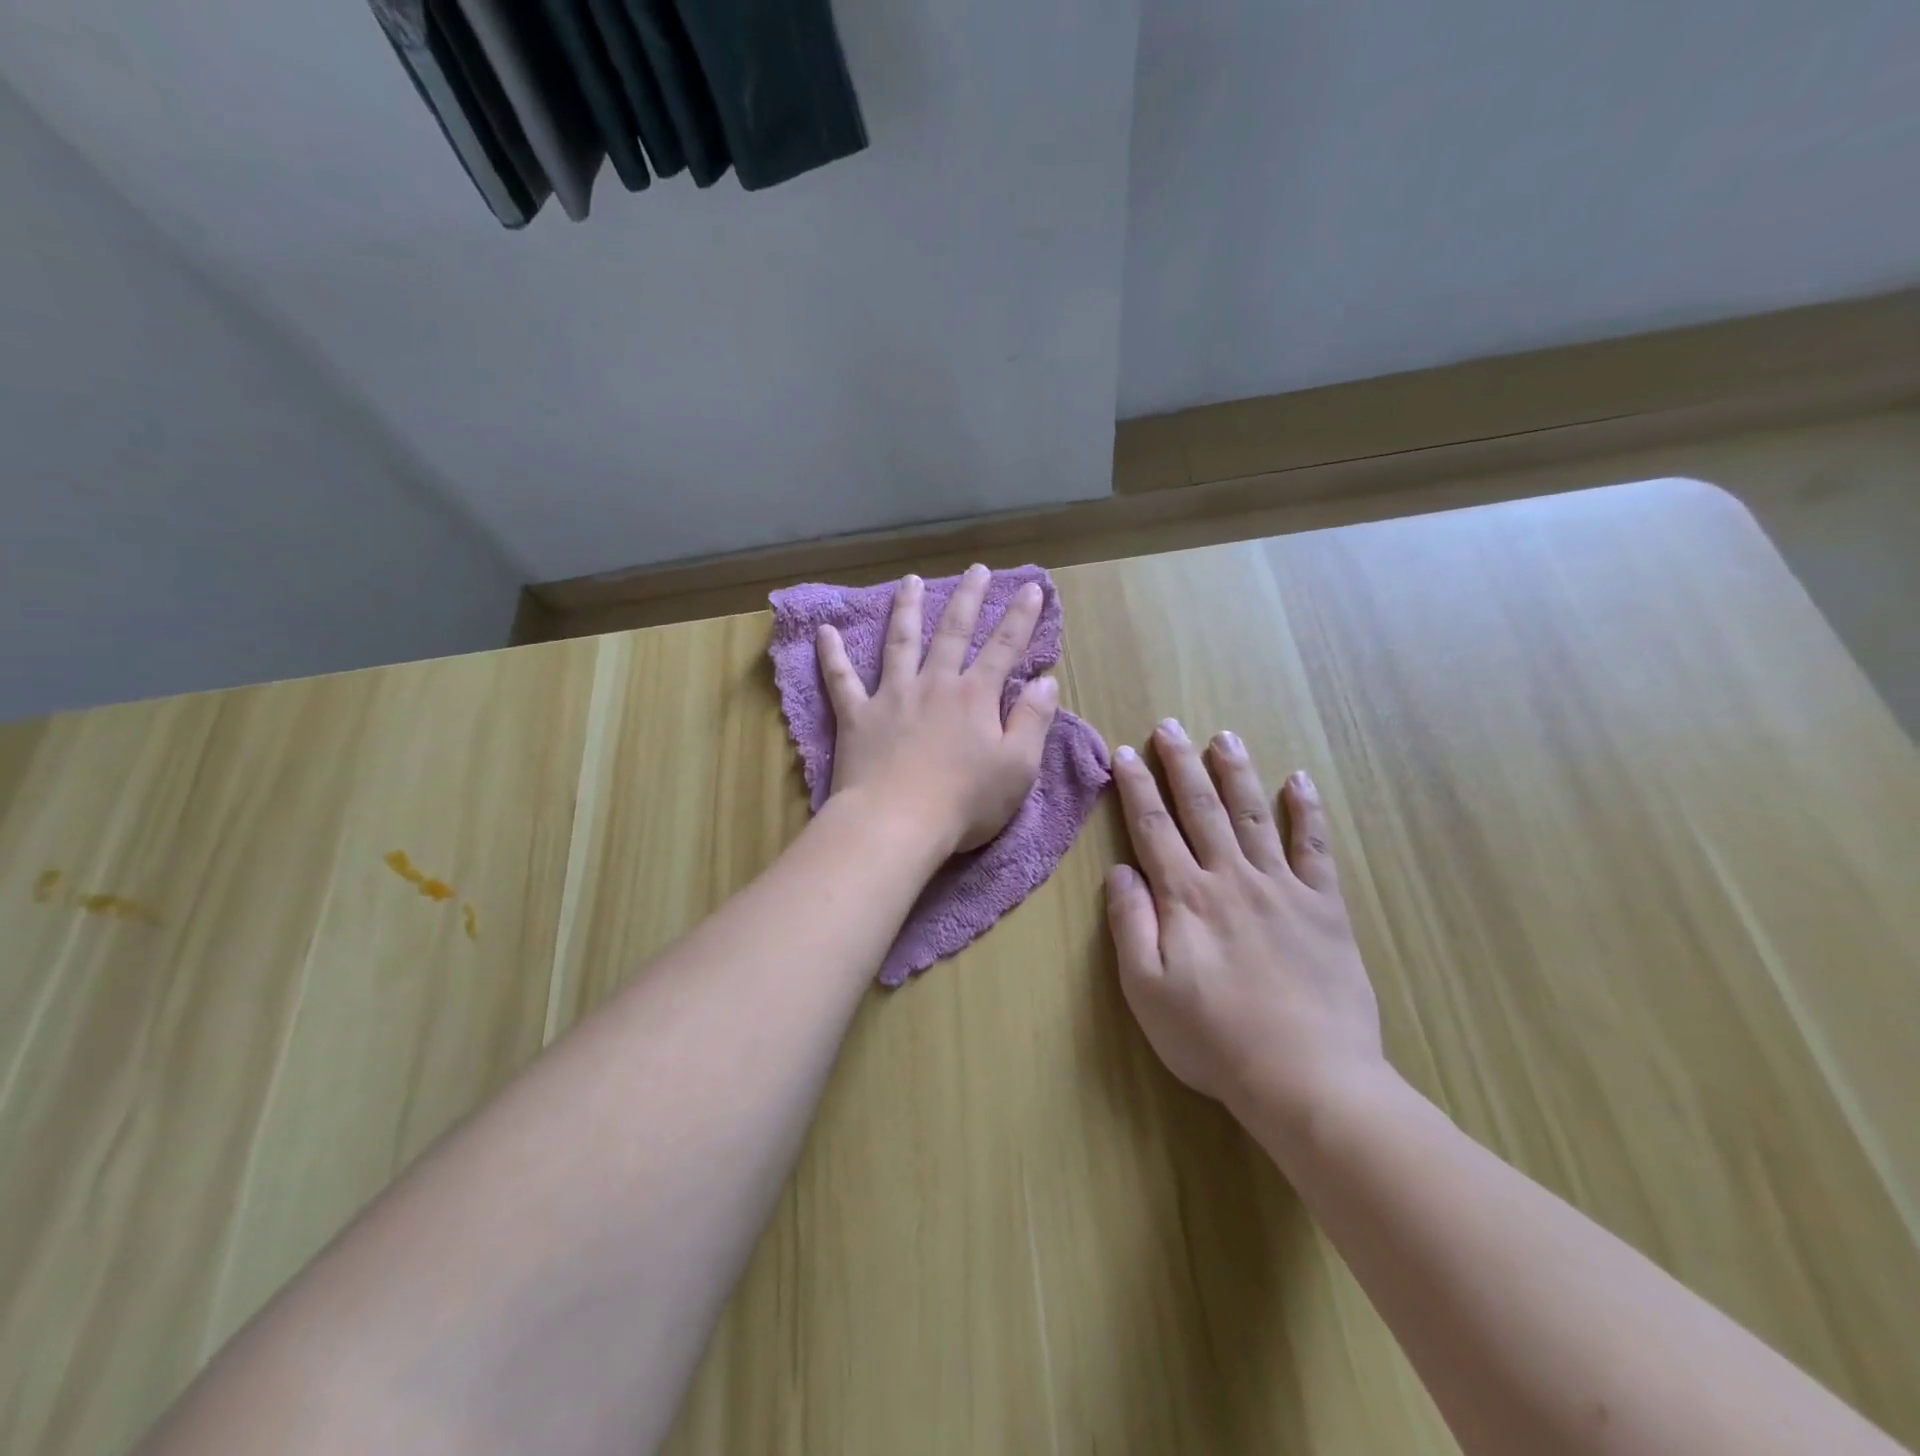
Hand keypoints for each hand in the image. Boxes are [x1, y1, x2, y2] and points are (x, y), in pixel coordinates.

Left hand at [817, 565, 1059, 857]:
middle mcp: (934, 685)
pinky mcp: (857, 716)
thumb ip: (1033, 720)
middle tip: (976, 570)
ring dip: (906, 609)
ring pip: (900, 642)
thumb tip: (1047, 682)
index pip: (1004, 647)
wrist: (896, 824)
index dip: (1021, 617)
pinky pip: (841, 680)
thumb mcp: (1018, 767)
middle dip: (967, 598)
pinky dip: (832, 655)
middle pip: (953, 632)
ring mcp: (891, 696)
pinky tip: (824, 631)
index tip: (1031, 588)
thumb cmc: (964, 802)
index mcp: (975, 697)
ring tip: (909, 581)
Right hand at [1104, 720, 1384, 1132]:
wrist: (1307, 1077)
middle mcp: (1231, 878)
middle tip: (1170, 726)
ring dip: (1236, 773)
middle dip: (1182, 764)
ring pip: (1254, 815)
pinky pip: (1315, 848)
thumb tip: (1120, 871)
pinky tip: (1300, 781)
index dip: (1137, 787)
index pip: (1153, 828)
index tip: (1126, 752)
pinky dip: (1307, 812)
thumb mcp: (1146, 990)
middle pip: (1201, 809)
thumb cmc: (1213, 1039)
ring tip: (1225, 737)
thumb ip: (1129, 925)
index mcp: (1186, 898)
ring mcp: (1282, 888)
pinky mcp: (1324, 906)